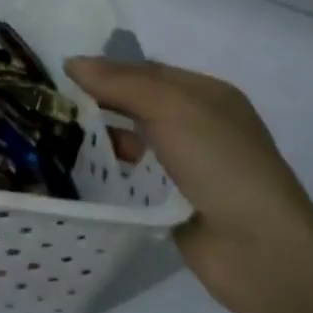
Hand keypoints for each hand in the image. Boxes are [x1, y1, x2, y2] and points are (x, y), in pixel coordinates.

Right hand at [64, 55, 312, 312]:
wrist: (259, 250)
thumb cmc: (220, 163)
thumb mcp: (170, 107)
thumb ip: (120, 83)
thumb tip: (72, 62)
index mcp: (206, 95)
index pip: (146, 71)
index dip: (107, 70)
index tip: (61, 75)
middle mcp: (198, 125)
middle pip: (138, 104)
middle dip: (100, 102)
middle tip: (53, 105)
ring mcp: (187, 166)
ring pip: (133, 141)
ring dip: (102, 138)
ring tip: (55, 136)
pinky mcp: (173, 201)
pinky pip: (134, 176)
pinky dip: (111, 172)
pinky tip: (78, 170)